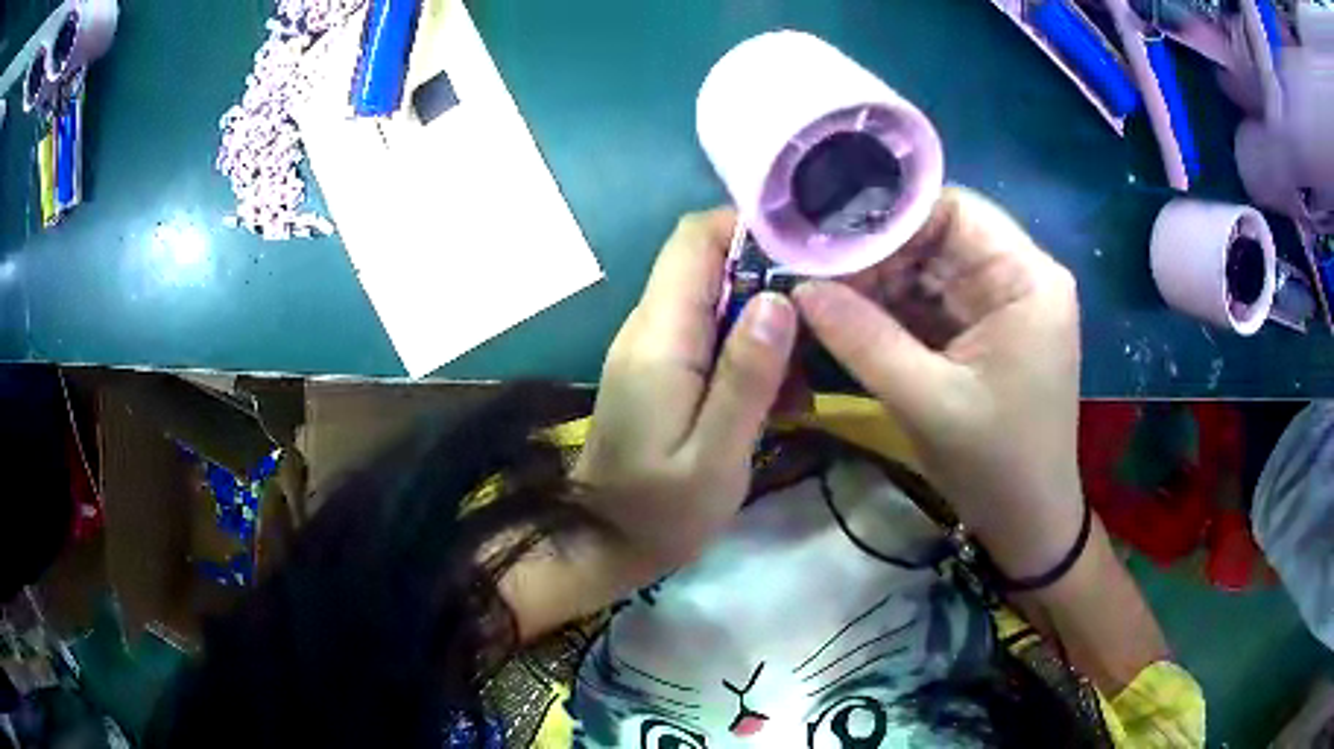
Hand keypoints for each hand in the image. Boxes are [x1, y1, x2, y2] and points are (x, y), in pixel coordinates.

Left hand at [574, 210, 797, 577]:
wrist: (602, 545)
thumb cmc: (660, 513)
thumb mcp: (716, 456)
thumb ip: (746, 377)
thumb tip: (779, 299)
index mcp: (658, 338)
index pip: (694, 239)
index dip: (749, 229)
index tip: (809, 253)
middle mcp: (647, 328)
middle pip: (708, 263)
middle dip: (770, 280)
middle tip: (822, 324)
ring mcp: (650, 348)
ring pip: (715, 299)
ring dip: (765, 323)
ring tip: (803, 377)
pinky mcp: (658, 370)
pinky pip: (707, 334)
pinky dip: (748, 351)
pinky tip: (777, 397)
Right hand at [793, 187, 1082, 577]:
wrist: (1028, 523)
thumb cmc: (996, 466)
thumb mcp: (929, 403)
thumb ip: (864, 340)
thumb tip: (799, 288)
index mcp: (1026, 279)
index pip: (953, 210)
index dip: (889, 217)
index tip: (827, 239)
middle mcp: (1018, 277)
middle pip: (938, 236)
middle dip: (876, 253)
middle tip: (813, 271)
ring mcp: (1000, 305)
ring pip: (929, 268)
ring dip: (878, 282)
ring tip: (821, 294)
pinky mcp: (984, 331)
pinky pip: (931, 302)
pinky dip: (891, 309)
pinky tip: (849, 317)